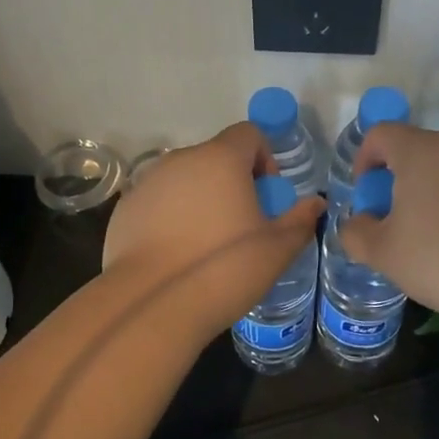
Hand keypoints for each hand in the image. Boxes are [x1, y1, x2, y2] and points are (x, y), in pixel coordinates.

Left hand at [103, 122, 323, 331]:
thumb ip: (299, 220)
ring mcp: (147, 182)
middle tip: (241, 225)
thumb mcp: (276, 250)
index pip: (248, 134)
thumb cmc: (224, 269)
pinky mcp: (124, 209)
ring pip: (184, 179)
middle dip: (232, 182)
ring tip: (206, 243)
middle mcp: (180, 160)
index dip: (264, 159)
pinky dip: (170, 216)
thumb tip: (314, 204)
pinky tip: (175, 254)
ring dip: (200, 198)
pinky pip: (157, 202)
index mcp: (220, 159)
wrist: (151, 305)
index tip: (266, 197)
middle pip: (214, 157)